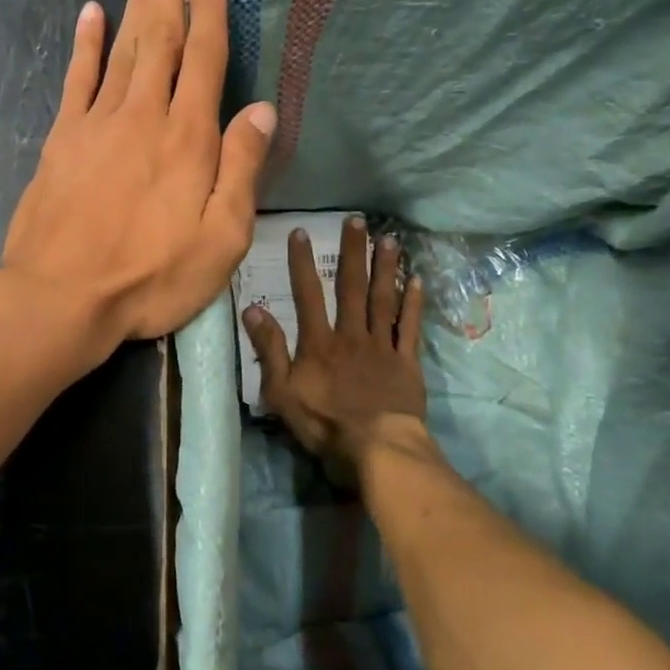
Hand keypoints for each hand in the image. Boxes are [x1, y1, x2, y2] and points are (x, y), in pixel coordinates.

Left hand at [2, 0, 276, 368]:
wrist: (60, 296)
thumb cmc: (149, 277)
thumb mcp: (220, 239)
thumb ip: (241, 170)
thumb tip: (263, 110)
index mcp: (187, 138)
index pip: (205, 59)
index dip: (210, 11)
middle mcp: (143, 116)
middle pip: (160, 40)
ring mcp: (97, 123)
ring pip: (122, 50)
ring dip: (135, 8)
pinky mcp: (61, 139)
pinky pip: (76, 79)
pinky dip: (85, 44)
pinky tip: (91, 14)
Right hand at [242, 216, 432, 468]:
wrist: (377, 449)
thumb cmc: (323, 424)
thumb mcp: (281, 391)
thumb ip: (269, 349)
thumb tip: (252, 309)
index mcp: (318, 342)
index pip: (307, 294)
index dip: (302, 263)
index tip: (302, 232)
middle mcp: (350, 334)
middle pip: (351, 286)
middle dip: (352, 252)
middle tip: (357, 220)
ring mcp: (381, 346)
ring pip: (383, 299)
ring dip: (385, 267)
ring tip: (389, 238)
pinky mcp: (406, 362)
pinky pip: (409, 327)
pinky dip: (413, 303)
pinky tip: (417, 279)